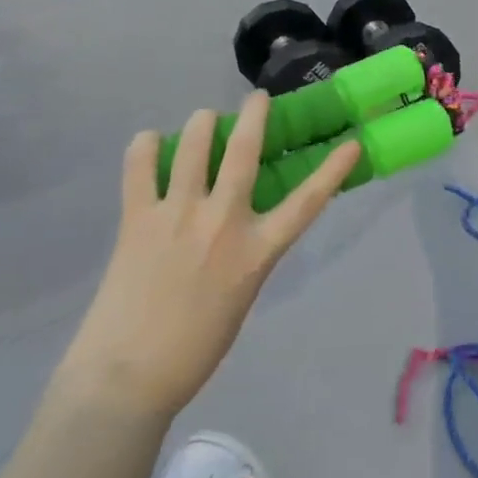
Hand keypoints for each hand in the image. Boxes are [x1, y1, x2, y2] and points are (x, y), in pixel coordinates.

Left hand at [61, 94, 360, 416]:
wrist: (127, 379)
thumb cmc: (194, 348)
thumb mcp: (241, 296)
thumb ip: (246, 253)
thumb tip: (239, 224)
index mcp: (256, 251)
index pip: (307, 202)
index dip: (333, 169)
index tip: (350, 143)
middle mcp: (222, 222)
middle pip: (244, 150)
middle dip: (253, 114)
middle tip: (255, 98)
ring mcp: (178, 216)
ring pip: (194, 145)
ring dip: (202, 123)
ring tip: (203, 120)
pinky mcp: (138, 219)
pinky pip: (140, 167)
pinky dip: (146, 146)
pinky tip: (151, 142)